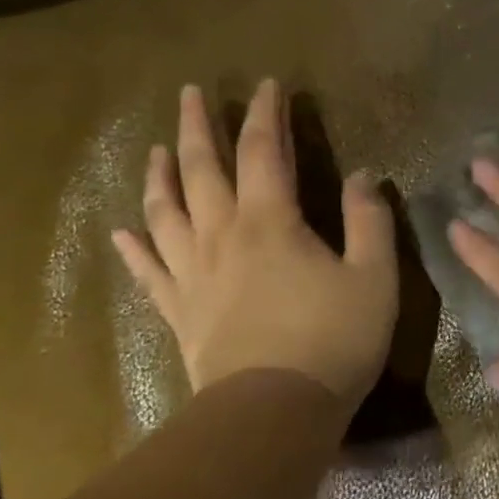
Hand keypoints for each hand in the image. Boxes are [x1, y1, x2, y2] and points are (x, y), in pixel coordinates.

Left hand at [112, 80, 397, 405]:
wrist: (273, 413)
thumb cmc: (333, 340)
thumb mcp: (375, 276)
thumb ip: (370, 221)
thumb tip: (361, 176)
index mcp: (270, 221)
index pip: (264, 151)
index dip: (265, 114)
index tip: (266, 85)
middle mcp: (222, 236)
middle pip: (202, 170)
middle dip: (198, 127)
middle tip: (190, 93)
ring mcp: (193, 274)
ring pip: (166, 212)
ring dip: (160, 176)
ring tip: (158, 150)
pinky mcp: (180, 312)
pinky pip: (149, 272)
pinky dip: (134, 247)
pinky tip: (123, 231)